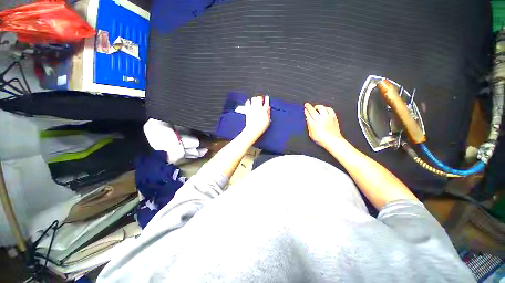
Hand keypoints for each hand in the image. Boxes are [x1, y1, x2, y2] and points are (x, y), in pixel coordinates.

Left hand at [242, 95, 270, 139]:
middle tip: (260, 99)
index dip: (267, 99)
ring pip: (254, 98)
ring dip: (255, 99)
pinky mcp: (248, 110)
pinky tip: (249, 102)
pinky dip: (248, 102)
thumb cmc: (260, 127)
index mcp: (265, 110)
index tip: (266, 98)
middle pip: (259, 98)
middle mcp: (258, 108)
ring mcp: (253, 108)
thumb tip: (268, 108)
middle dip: (260, 98)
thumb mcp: (268, 121)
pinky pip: (247, 102)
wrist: (253, 130)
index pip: (267, 102)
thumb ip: (268, 113)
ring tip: (255, 100)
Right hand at [304, 103, 343, 148]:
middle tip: (307, 105)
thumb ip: (309, 125)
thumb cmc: (322, 139)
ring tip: (316, 107)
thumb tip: (308, 119)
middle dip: (309, 107)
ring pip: (322, 107)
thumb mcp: (311, 134)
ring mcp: (328, 117)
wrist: (333, 141)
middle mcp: (321, 119)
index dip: (306, 110)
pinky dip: (326, 108)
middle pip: (314, 110)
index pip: (308, 114)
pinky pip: (330, 109)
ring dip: (318, 106)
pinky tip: (325, 109)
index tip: (305, 109)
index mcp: (314, 123)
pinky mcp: (333, 117)